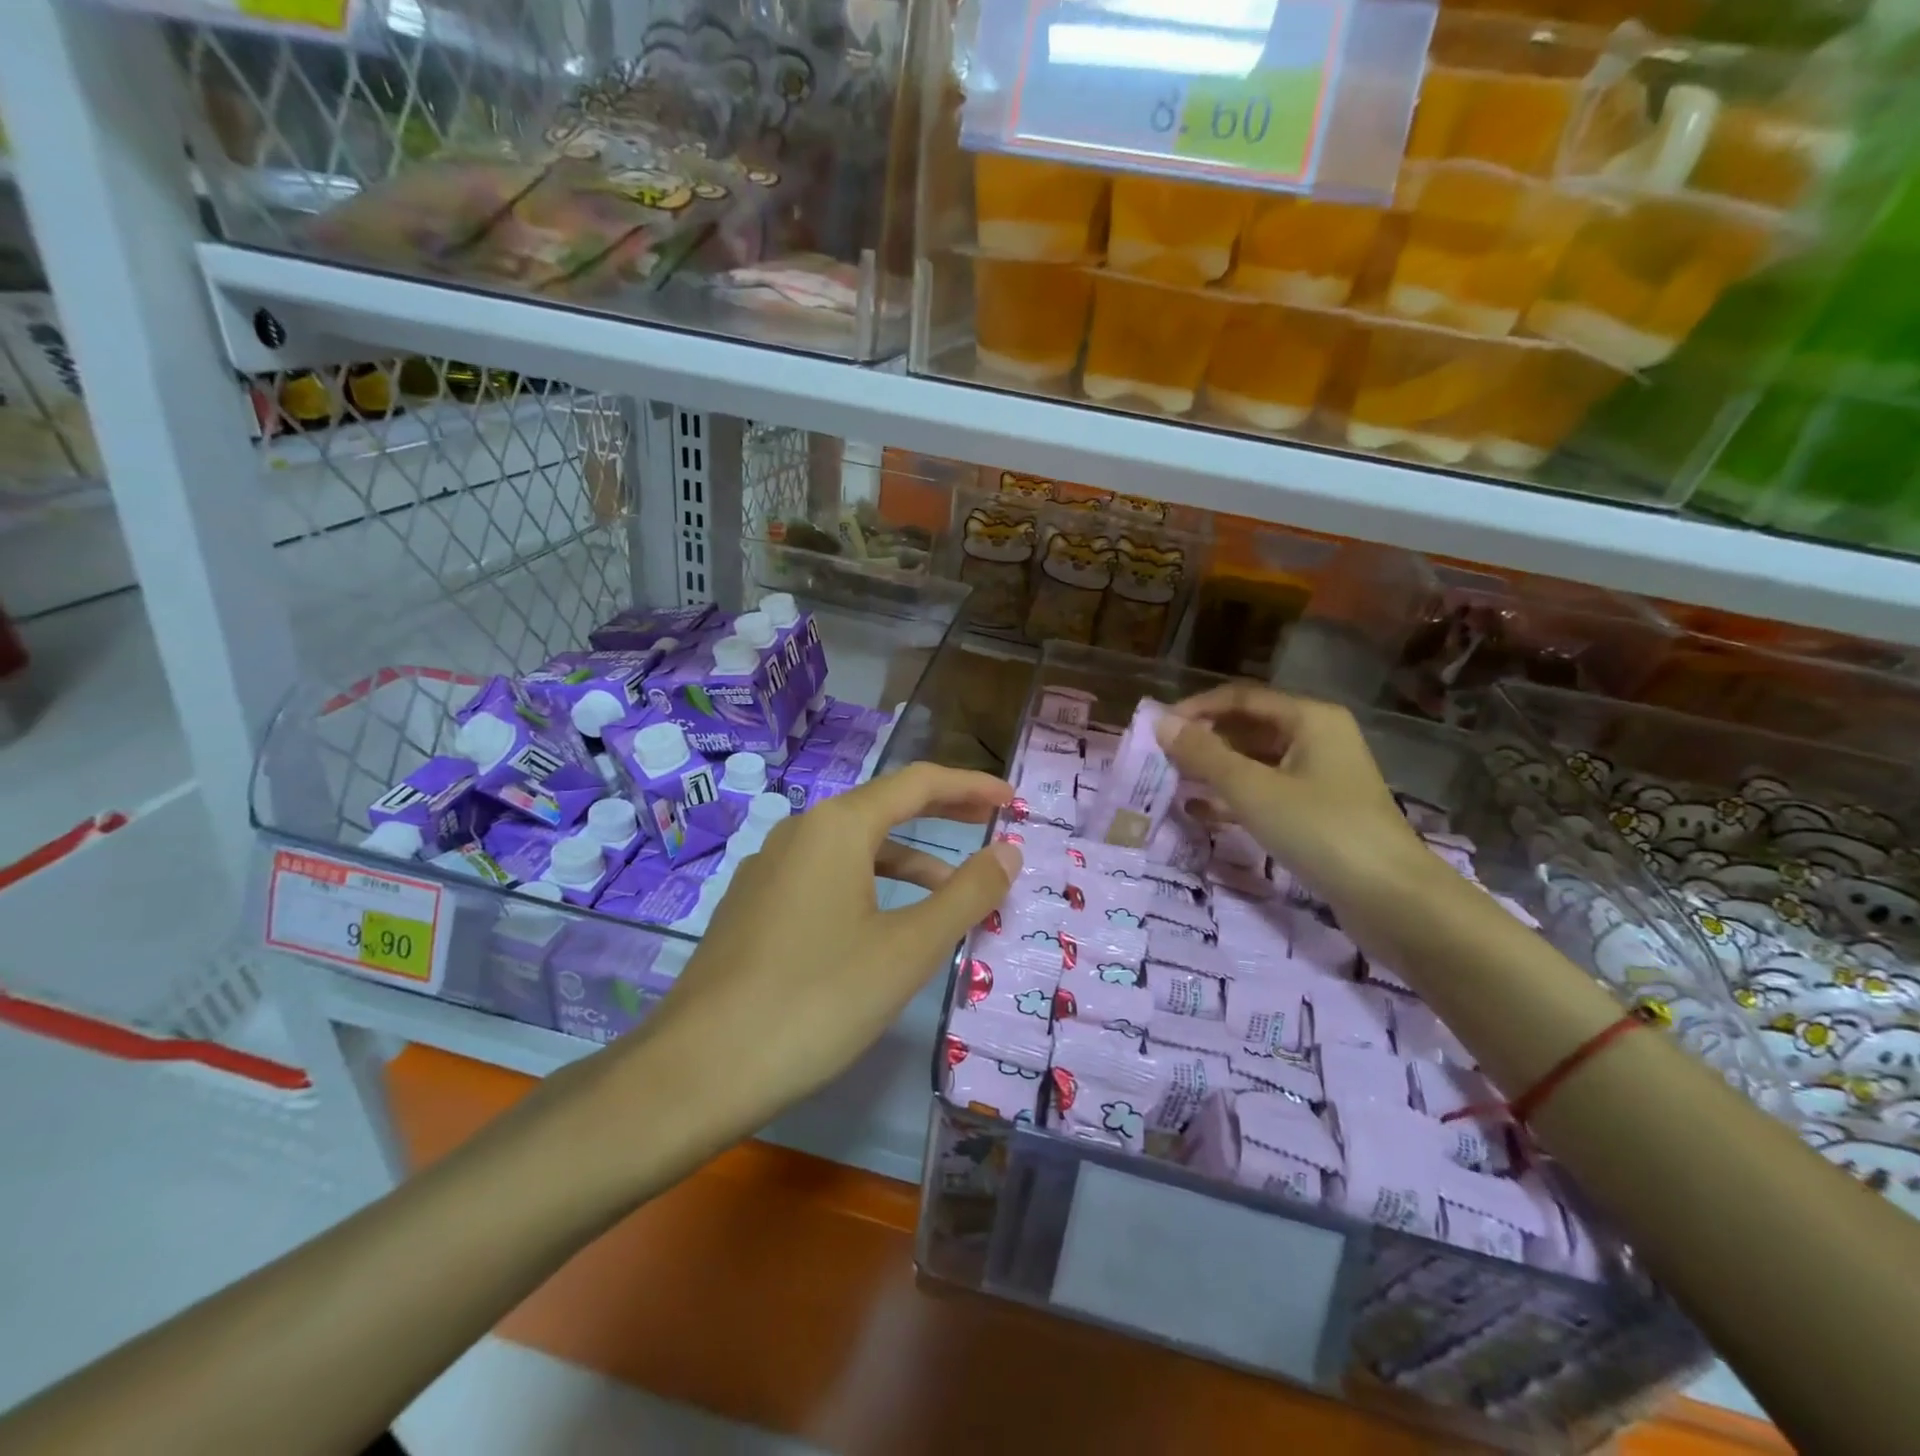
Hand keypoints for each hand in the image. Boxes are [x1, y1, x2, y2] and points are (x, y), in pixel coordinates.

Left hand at [610, 762, 1020, 1148]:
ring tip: (950, 891)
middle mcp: (799, 833)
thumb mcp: (908, 948)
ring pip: (853, 849)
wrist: (697, 1070)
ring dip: (907, 859)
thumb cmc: (817, 1000)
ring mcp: (769, 870)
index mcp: (837, 827)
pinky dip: (869, 885)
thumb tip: (1008, 851)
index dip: (971, 786)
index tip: (1012, 800)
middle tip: (991, 821)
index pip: (918, 783)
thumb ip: (966, 894)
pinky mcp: (753, 907)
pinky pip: (825, 878)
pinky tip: (882, 925)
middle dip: (941, 812)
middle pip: (883, 807)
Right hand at [1156, 683, 1436, 915]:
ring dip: (1215, 770)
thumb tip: (1160, 722)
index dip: (1196, 709)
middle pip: (1249, 727)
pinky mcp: (1320, 812)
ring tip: (1173, 784)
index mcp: (1309, 718)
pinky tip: (1202, 812)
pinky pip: (1267, 792)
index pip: (1241, 697)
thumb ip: (1203, 755)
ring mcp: (1321, 777)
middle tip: (1161, 760)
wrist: (1393, 900)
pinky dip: (1235, 797)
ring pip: (1256, 762)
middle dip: (1204, 741)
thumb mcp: (1252, 790)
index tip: (1157, 730)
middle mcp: (1318, 738)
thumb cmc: (1320, 830)